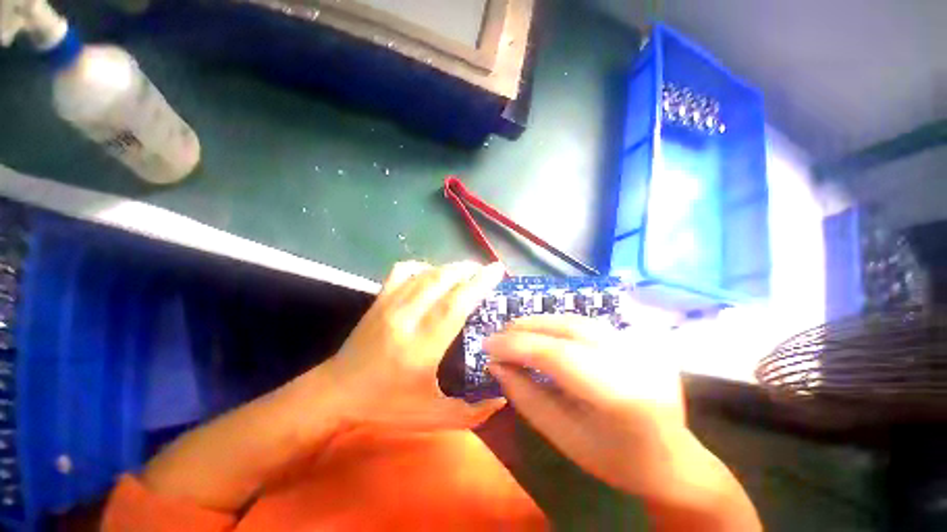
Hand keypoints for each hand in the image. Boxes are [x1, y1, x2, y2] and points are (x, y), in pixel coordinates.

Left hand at [322, 261, 507, 430]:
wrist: (336, 393)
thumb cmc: (386, 406)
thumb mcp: (433, 417)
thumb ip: (472, 413)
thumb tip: (503, 397)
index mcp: (422, 346)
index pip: (456, 304)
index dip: (479, 284)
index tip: (497, 270)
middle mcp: (406, 318)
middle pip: (443, 280)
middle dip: (469, 270)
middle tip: (486, 271)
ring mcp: (390, 304)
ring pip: (426, 273)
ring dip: (451, 267)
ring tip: (467, 270)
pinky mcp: (379, 298)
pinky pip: (404, 270)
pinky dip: (423, 267)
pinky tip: (432, 275)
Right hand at [484, 314, 685, 495]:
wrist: (673, 458)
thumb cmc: (616, 460)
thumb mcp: (564, 437)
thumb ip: (526, 397)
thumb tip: (496, 365)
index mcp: (621, 396)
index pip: (558, 355)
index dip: (517, 346)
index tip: (487, 346)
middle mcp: (634, 360)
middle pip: (568, 328)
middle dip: (525, 328)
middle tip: (497, 336)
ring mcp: (639, 345)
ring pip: (576, 319)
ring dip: (538, 322)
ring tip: (513, 332)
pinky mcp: (636, 338)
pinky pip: (586, 322)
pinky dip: (556, 323)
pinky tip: (540, 332)